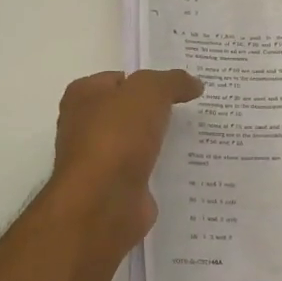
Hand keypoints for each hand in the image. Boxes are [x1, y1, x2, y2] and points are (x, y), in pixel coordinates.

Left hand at [45, 68, 202, 256]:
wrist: (104, 201)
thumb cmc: (117, 135)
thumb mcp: (150, 91)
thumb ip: (173, 81)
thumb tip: (193, 84)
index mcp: (83, 96)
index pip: (120, 79)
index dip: (150, 80)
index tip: (180, 87)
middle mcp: (84, 126)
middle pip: (129, 111)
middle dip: (158, 111)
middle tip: (193, 109)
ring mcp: (99, 160)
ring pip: (138, 142)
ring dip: (161, 142)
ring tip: (198, 136)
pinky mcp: (115, 188)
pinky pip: (145, 171)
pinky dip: (162, 169)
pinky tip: (188, 166)